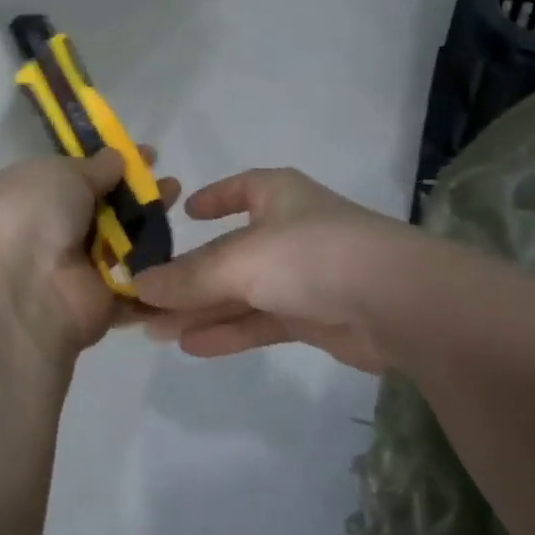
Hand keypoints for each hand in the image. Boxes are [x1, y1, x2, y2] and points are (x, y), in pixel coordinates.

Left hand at [0, 148, 180, 358]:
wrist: (25, 290)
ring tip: (178, 200)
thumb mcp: (61, 173)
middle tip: (168, 182)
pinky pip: (136, 280)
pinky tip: (182, 241)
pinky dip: (158, 267)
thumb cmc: (32, 216)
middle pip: (104, 210)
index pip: (75, 177)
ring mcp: (78, 269)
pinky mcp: (103, 300)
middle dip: (137, 193)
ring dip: (151, 223)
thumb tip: (115, 158)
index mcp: (30, 196)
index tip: (145, 155)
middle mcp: (51, 232)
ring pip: (123, 242)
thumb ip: (93, 166)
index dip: (109, 164)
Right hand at [133, 168, 412, 374]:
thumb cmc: (311, 256)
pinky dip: (228, 332)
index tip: (185, 212)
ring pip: (241, 292)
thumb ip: (187, 277)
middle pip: (229, 252)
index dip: (213, 198)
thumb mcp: (238, 260)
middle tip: (143, 298)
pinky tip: (192, 346)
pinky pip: (260, 321)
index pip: (241, 188)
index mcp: (278, 196)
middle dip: (188, 276)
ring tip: (154, 330)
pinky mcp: (313, 317)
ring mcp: (303, 277)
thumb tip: (137, 285)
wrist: (396, 303)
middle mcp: (290, 232)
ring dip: (200, 310)